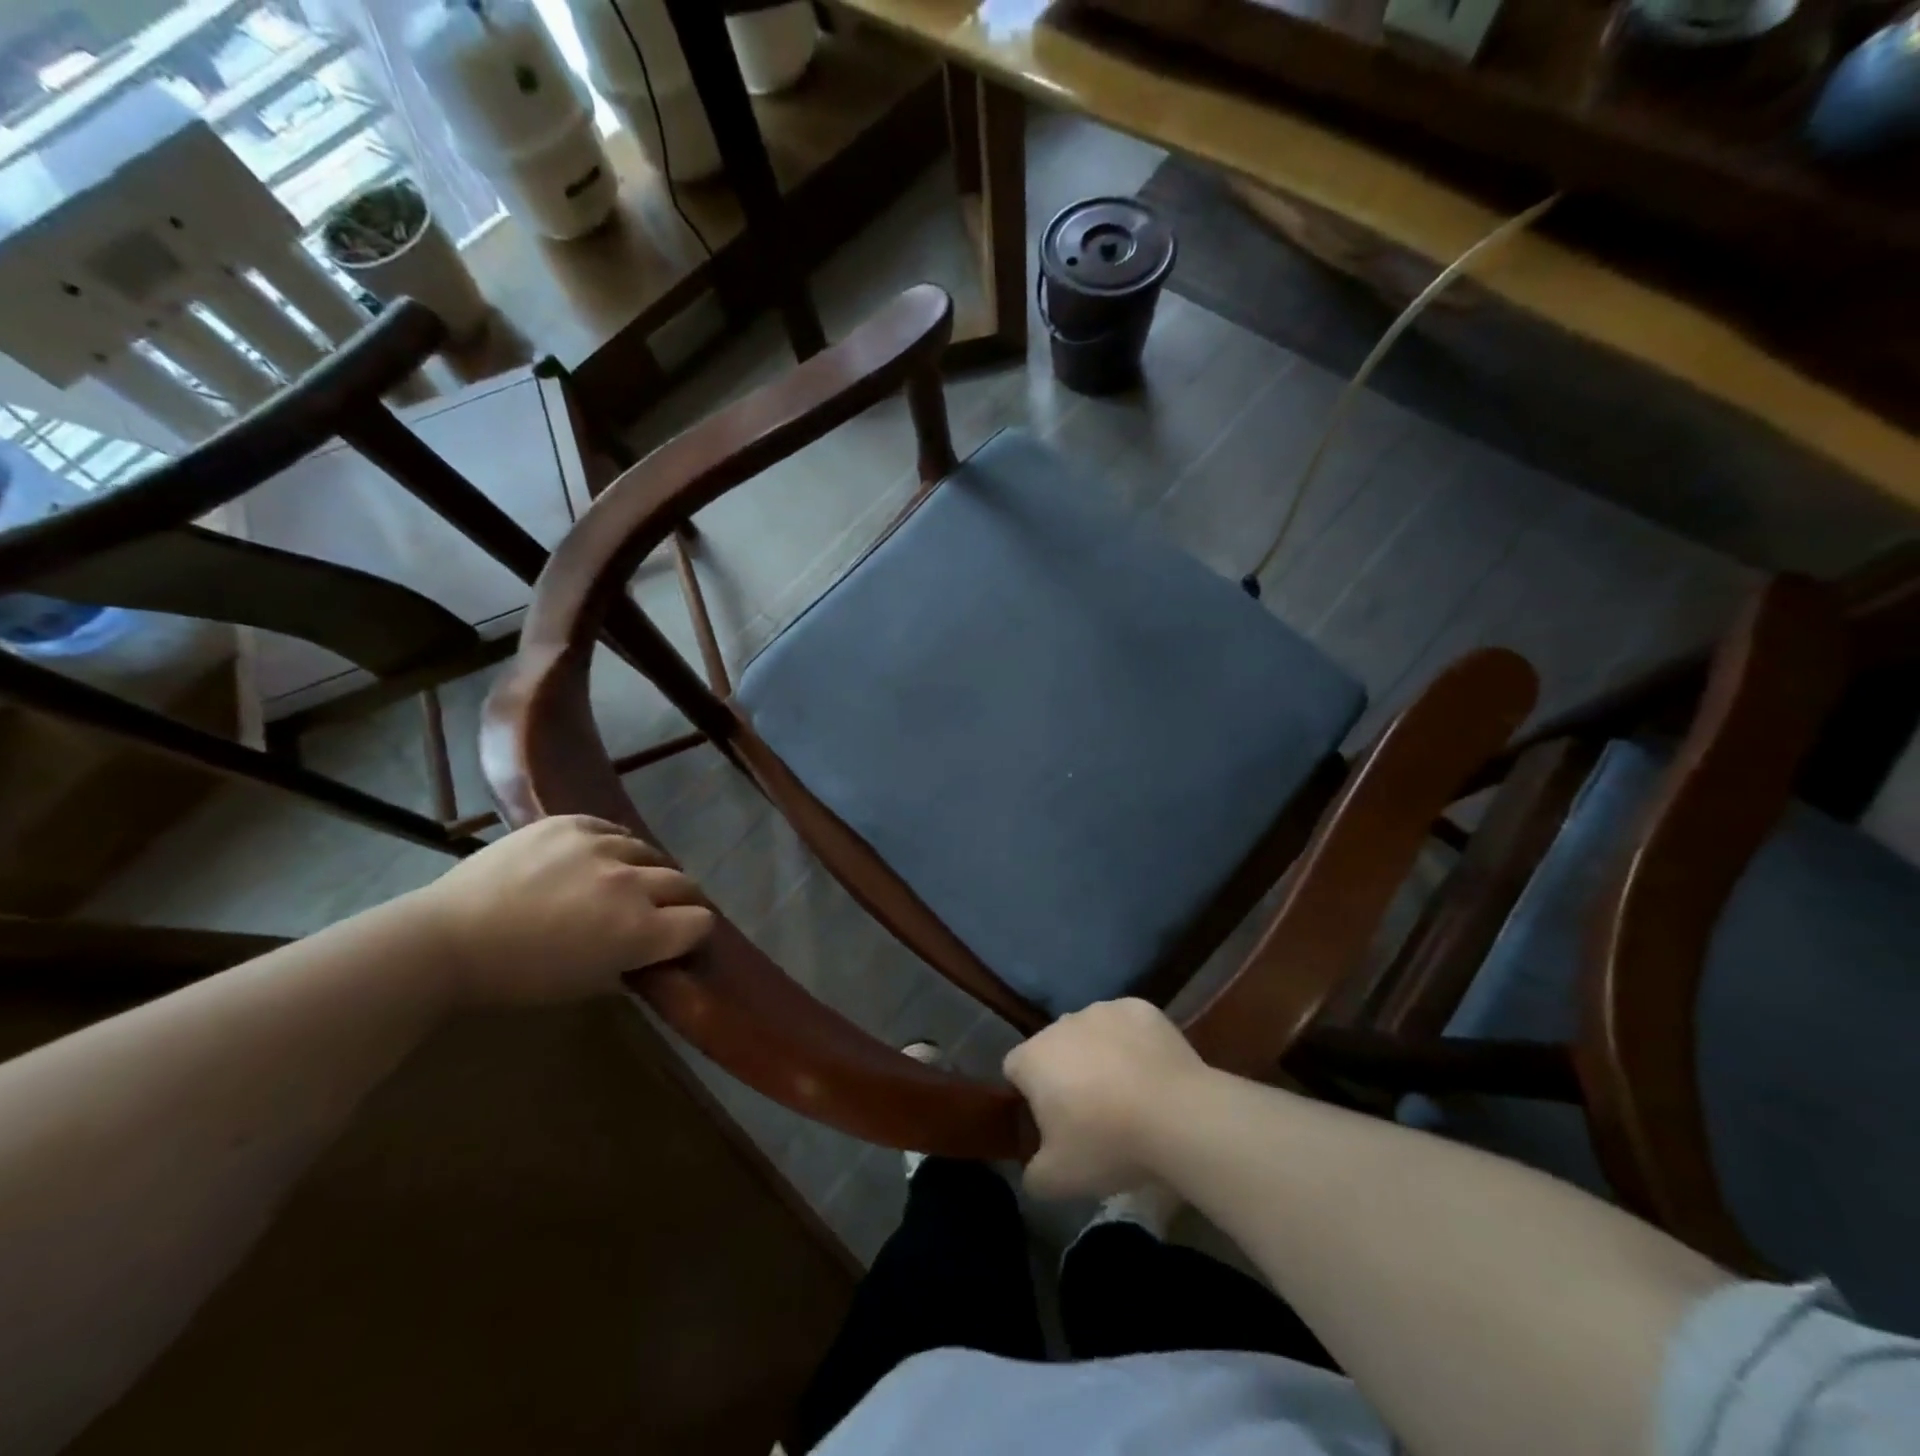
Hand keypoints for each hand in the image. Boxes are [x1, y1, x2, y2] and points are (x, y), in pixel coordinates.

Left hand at [411, 816, 713, 1007]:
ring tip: (623, 882)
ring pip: (650, 853)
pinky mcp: (572, 823)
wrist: (446, 939)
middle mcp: (631, 883)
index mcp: (638, 931)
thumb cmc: (517, 977)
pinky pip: (613, 830)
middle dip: (680, 901)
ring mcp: (602, 846)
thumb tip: (654, 951)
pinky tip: (595, 860)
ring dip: (646, 871)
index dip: (693, 933)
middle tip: (660, 912)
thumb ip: (632, 963)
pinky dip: (614, 846)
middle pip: (685, 884)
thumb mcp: (586, 984)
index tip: (679, 939)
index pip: (700, 923)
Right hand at [1002, 998, 1209, 1199]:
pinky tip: (1152, 1074)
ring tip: (1128, 1094)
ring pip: (1090, 1033)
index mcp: (1033, 1058)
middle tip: (1091, 1114)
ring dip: (1099, 1056)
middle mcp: (1061, 1023)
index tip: (1051, 1124)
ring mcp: (1102, 1010)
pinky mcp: (1139, 1008)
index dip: (1028, 1096)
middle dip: (1065, 1074)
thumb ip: (1032, 1174)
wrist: (1178, 1115)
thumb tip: (1032, 1170)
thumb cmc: (1107, 1143)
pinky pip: (1127, 1026)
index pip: (1014, 1070)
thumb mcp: (1058, 1180)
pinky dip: (1133, 1044)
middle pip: (1054, 1048)